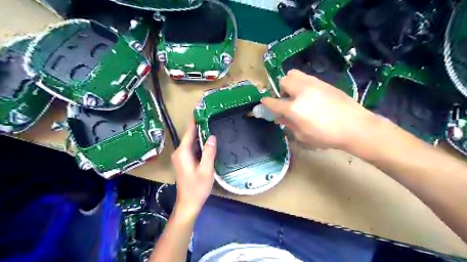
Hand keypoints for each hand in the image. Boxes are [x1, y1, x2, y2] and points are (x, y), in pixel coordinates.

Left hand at [171, 119, 216, 216]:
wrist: (188, 203)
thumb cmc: (197, 188)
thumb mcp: (206, 170)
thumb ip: (209, 152)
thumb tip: (212, 136)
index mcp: (183, 152)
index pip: (189, 131)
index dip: (195, 120)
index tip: (201, 109)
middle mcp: (179, 152)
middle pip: (189, 135)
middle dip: (199, 126)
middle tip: (211, 116)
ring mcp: (181, 157)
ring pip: (191, 142)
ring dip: (200, 134)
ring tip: (212, 125)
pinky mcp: (185, 161)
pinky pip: (192, 148)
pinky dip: (199, 143)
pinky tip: (209, 141)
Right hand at [262, 69, 373, 149]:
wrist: (354, 126)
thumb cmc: (326, 136)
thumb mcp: (303, 135)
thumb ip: (288, 124)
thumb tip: (278, 117)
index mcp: (294, 108)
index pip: (273, 102)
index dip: (266, 103)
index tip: (264, 102)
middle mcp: (301, 92)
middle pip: (283, 81)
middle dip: (281, 90)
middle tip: (287, 100)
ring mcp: (313, 84)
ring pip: (293, 74)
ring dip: (290, 83)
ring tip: (297, 95)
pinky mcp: (323, 82)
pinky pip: (306, 77)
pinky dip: (302, 83)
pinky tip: (310, 95)